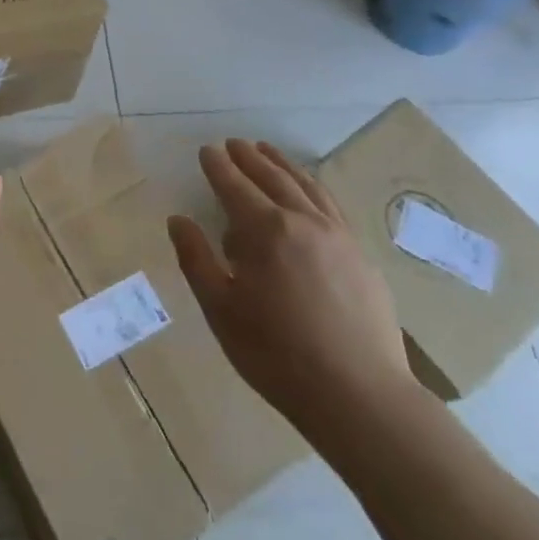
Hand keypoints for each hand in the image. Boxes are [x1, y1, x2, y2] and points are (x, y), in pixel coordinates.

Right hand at [169, 140, 413, 457]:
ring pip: (306, 186)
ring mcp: (338, 236)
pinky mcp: (361, 255)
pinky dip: (313, 187)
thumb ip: (196, 259)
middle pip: (272, 177)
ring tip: (268, 152)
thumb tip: (178, 220)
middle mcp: (303, 221)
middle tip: (234, 144)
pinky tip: (308, 192)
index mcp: (265, 231)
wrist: (360, 395)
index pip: (235, 186)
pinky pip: (331, 205)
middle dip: (250, 158)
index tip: (206, 151)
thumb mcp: (221, 310)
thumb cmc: (277, 355)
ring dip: (283, 165)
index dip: (218, 166)